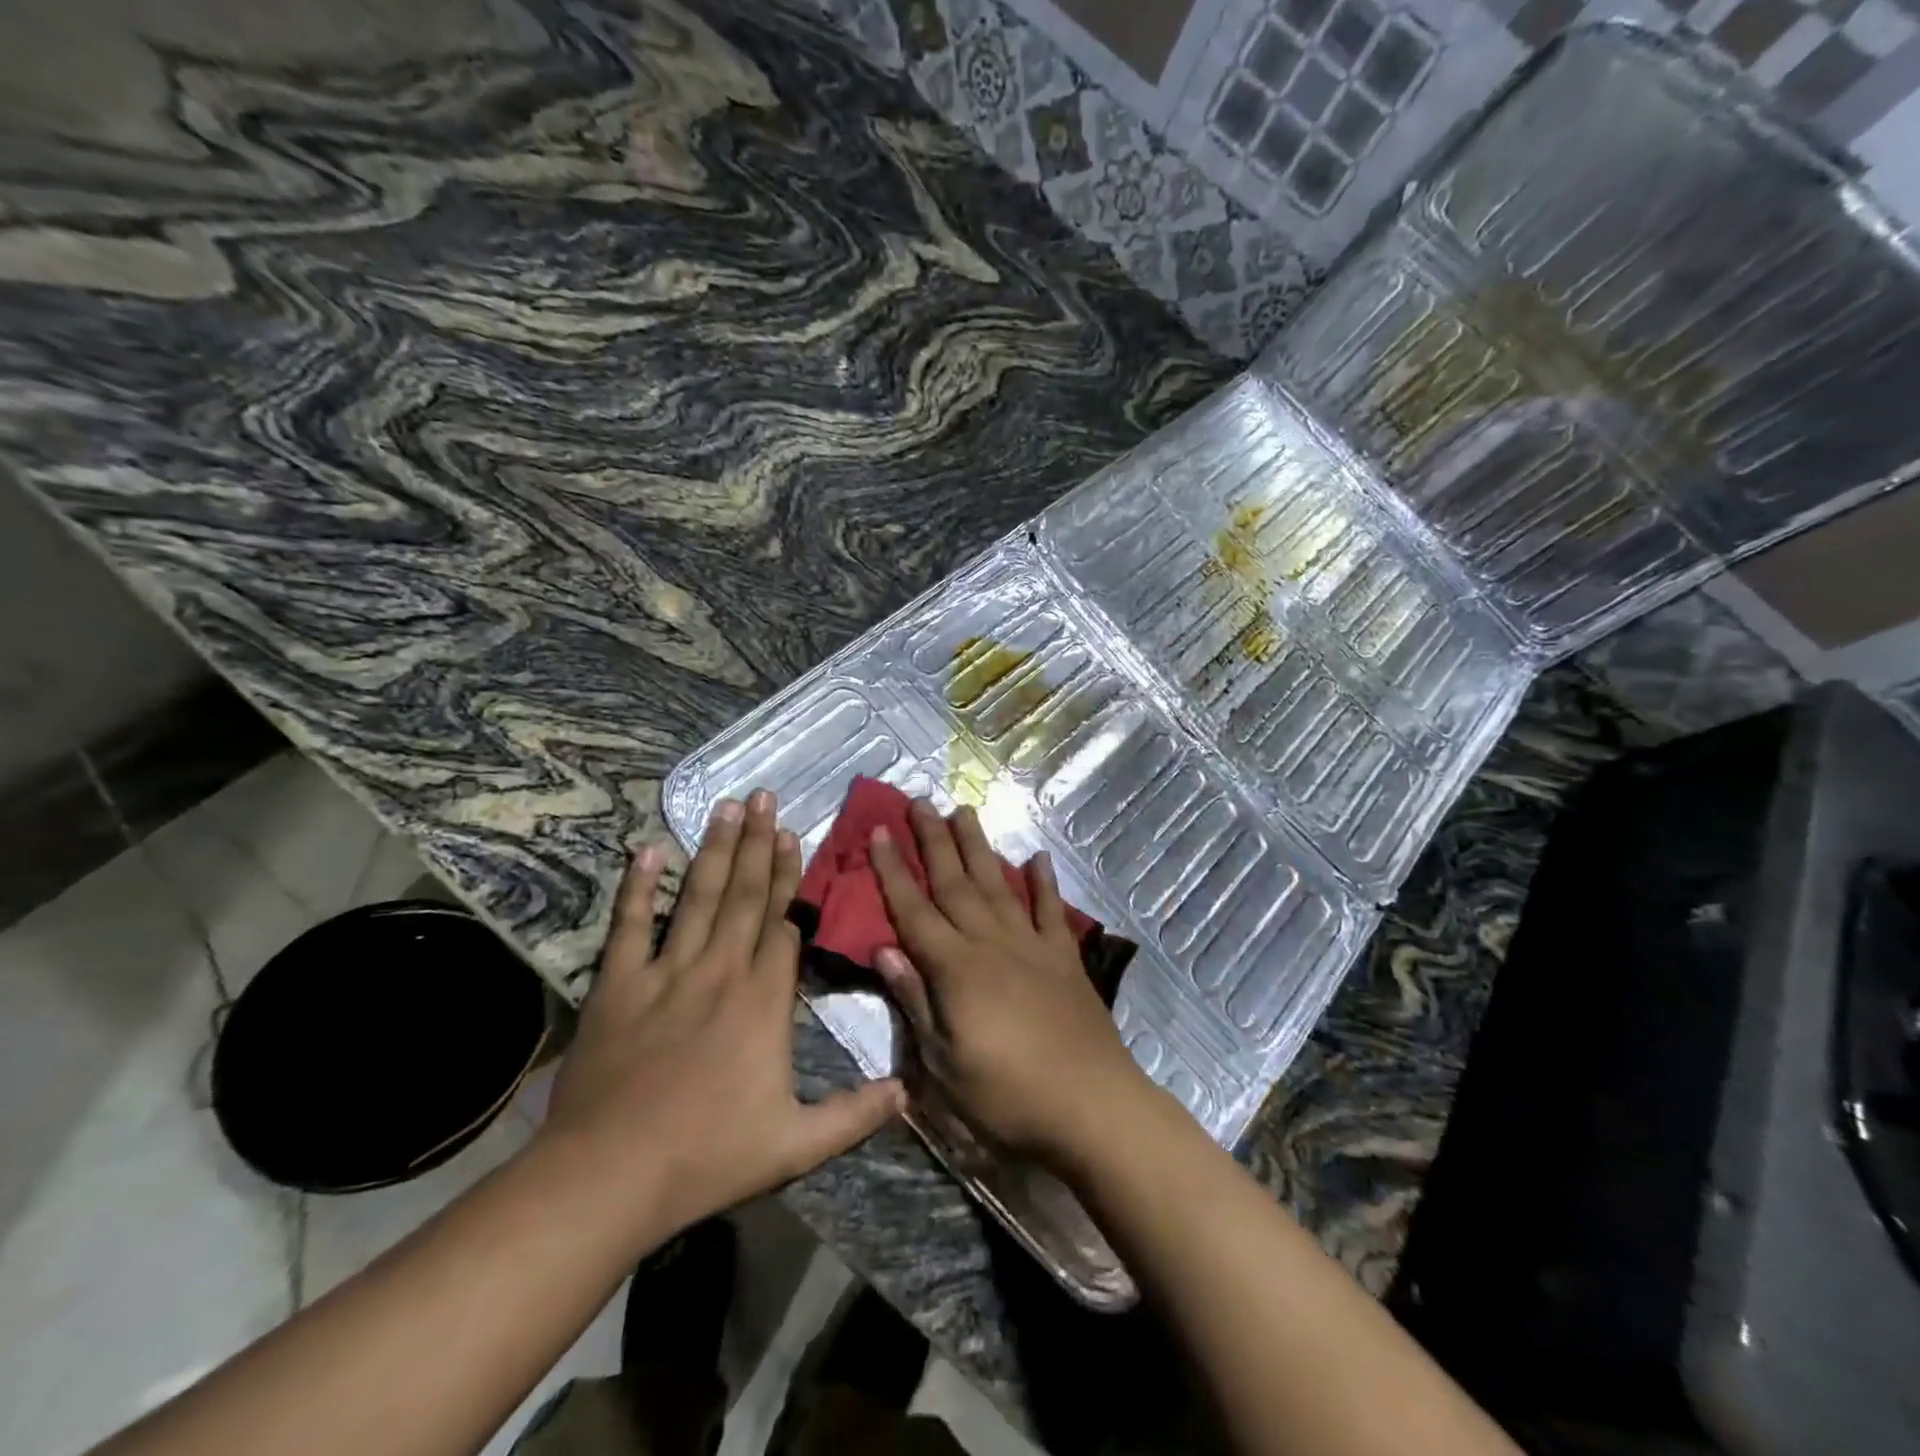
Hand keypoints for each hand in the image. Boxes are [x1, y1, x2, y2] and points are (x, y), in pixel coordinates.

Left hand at [539, 790, 903, 1243]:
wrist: (609, 1178)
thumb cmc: (707, 1158)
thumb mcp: (795, 1146)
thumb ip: (855, 1114)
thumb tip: (908, 1091)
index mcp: (763, 1001)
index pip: (782, 926)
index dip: (788, 879)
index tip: (793, 837)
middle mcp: (720, 971)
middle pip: (745, 896)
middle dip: (758, 844)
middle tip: (764, 796)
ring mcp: (667, 974)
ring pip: (698, 898)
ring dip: (715, 850)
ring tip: (727, 806)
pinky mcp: (619, 987)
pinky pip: (630, 927)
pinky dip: (638, 888)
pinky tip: (648, 850)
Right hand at [868, 799, 1152, 1165]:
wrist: (1091, 1104)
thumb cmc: (1007, 1094)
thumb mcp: (944, 1062)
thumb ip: (915, 1000)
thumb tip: (884, 949)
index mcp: (956, 968)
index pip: (914, 910)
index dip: (893, 870)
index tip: (880, 831)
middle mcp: (991, 943)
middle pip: (955, 882)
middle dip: (934, 840)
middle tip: (919, 801)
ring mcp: (1031, 944)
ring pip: (998, 883)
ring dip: (979, 846)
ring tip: (964, 811)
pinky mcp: (1064, 956)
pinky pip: (1051, 909)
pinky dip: (1043, 882)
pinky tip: (1036, 858)